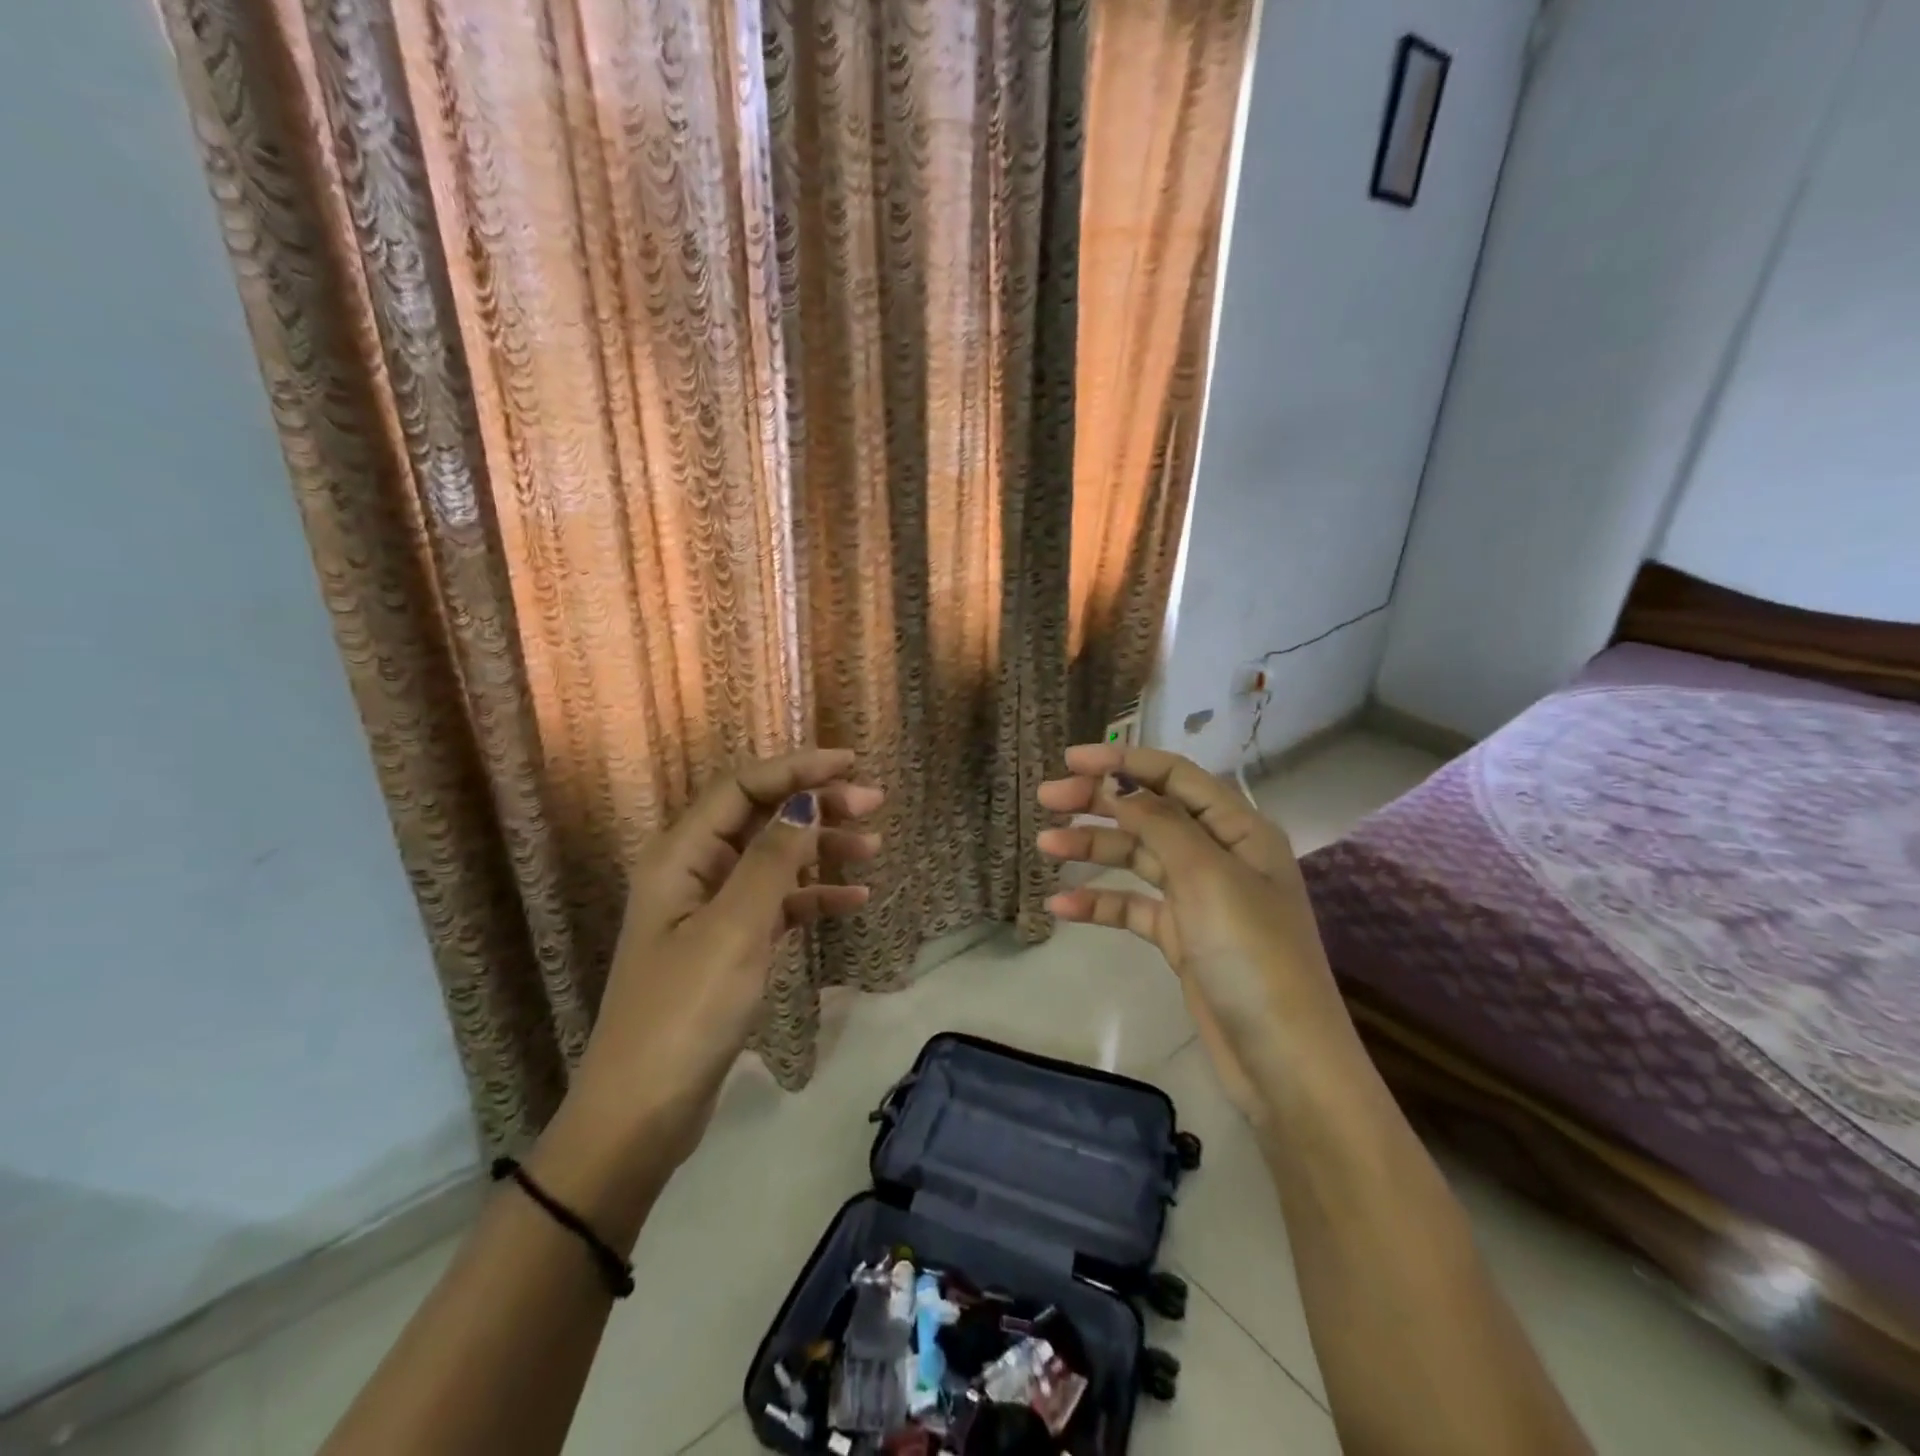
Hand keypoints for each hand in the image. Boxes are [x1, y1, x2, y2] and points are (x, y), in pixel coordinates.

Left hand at [566, 749, 884, 1170]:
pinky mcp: (727, 945)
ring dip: (821, 848)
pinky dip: (813, 897)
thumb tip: (805, 801)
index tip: (850, 765)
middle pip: (760, 817)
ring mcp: (710, 910)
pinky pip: (776, 904)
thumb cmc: (686, 1012)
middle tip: (874, 803)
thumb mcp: (735, 929)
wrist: (643, 1112)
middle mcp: (693, 871)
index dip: (796, 769)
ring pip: (773, 859)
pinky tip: (854, 899)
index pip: (742, 787)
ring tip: (874, 847)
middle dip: (815, 804)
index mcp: (681, 855)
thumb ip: (773, 860)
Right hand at [1036, 745, 1344, 1123]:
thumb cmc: (1252, 955)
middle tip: (1047, 800)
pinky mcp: (1181, 937)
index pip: (1175, 777)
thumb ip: (1161, 823)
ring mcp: (1199, 898)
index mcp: (1239, 829)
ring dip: (1092, 850)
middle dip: (1099, 803)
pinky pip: (1133, 907)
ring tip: (1045, 846)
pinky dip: (1099, 904)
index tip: (1071, 760)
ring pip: (1137, 859)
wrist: (1283, 1062)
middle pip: (1150, 813)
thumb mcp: (1207, 877)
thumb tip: (1118, 784)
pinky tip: (1060, 907)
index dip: (1124, 762)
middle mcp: (1219, 855)